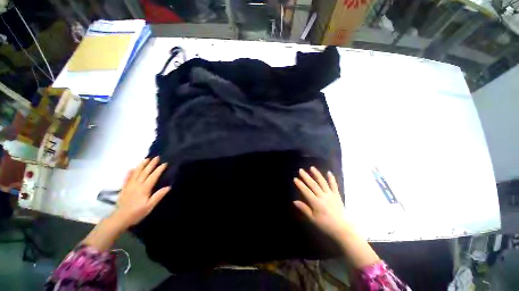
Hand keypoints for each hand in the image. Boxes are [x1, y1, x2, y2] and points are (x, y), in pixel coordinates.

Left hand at [113, 157, 169, 227]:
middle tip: (156, 157)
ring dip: (141, 165)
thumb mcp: (150, 206)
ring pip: (136, 173)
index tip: (165, 163)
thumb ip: (158, 196)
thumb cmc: (137, 212)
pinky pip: (127, 178)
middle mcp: (137, 184)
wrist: (120, 218)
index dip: (159, 169)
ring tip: (146, 159)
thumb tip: (168, 187)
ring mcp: (129, 185)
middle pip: (145, 172)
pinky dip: (129, 172)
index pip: (153, 176)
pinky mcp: (124, 188)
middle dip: (151, 164)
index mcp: (144, 188)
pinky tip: (132, 168)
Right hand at [294, 167, 380, 268]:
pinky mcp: (337, 195)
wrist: (343, 228)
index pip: (306, 191)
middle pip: (313, 185)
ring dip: (317, 174)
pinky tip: (329, 172)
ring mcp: (330, 195)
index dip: (300, 185)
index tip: (295, 178)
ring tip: (312, 168)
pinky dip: (331, 178)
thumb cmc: (326, 225)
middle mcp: (323, 196)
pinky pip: (334, 185)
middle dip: (306, 177)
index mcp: (316, 203)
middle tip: (301, 170)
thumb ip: (304, 209)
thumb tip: (294, 201)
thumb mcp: (313, 219)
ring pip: (322, 182)